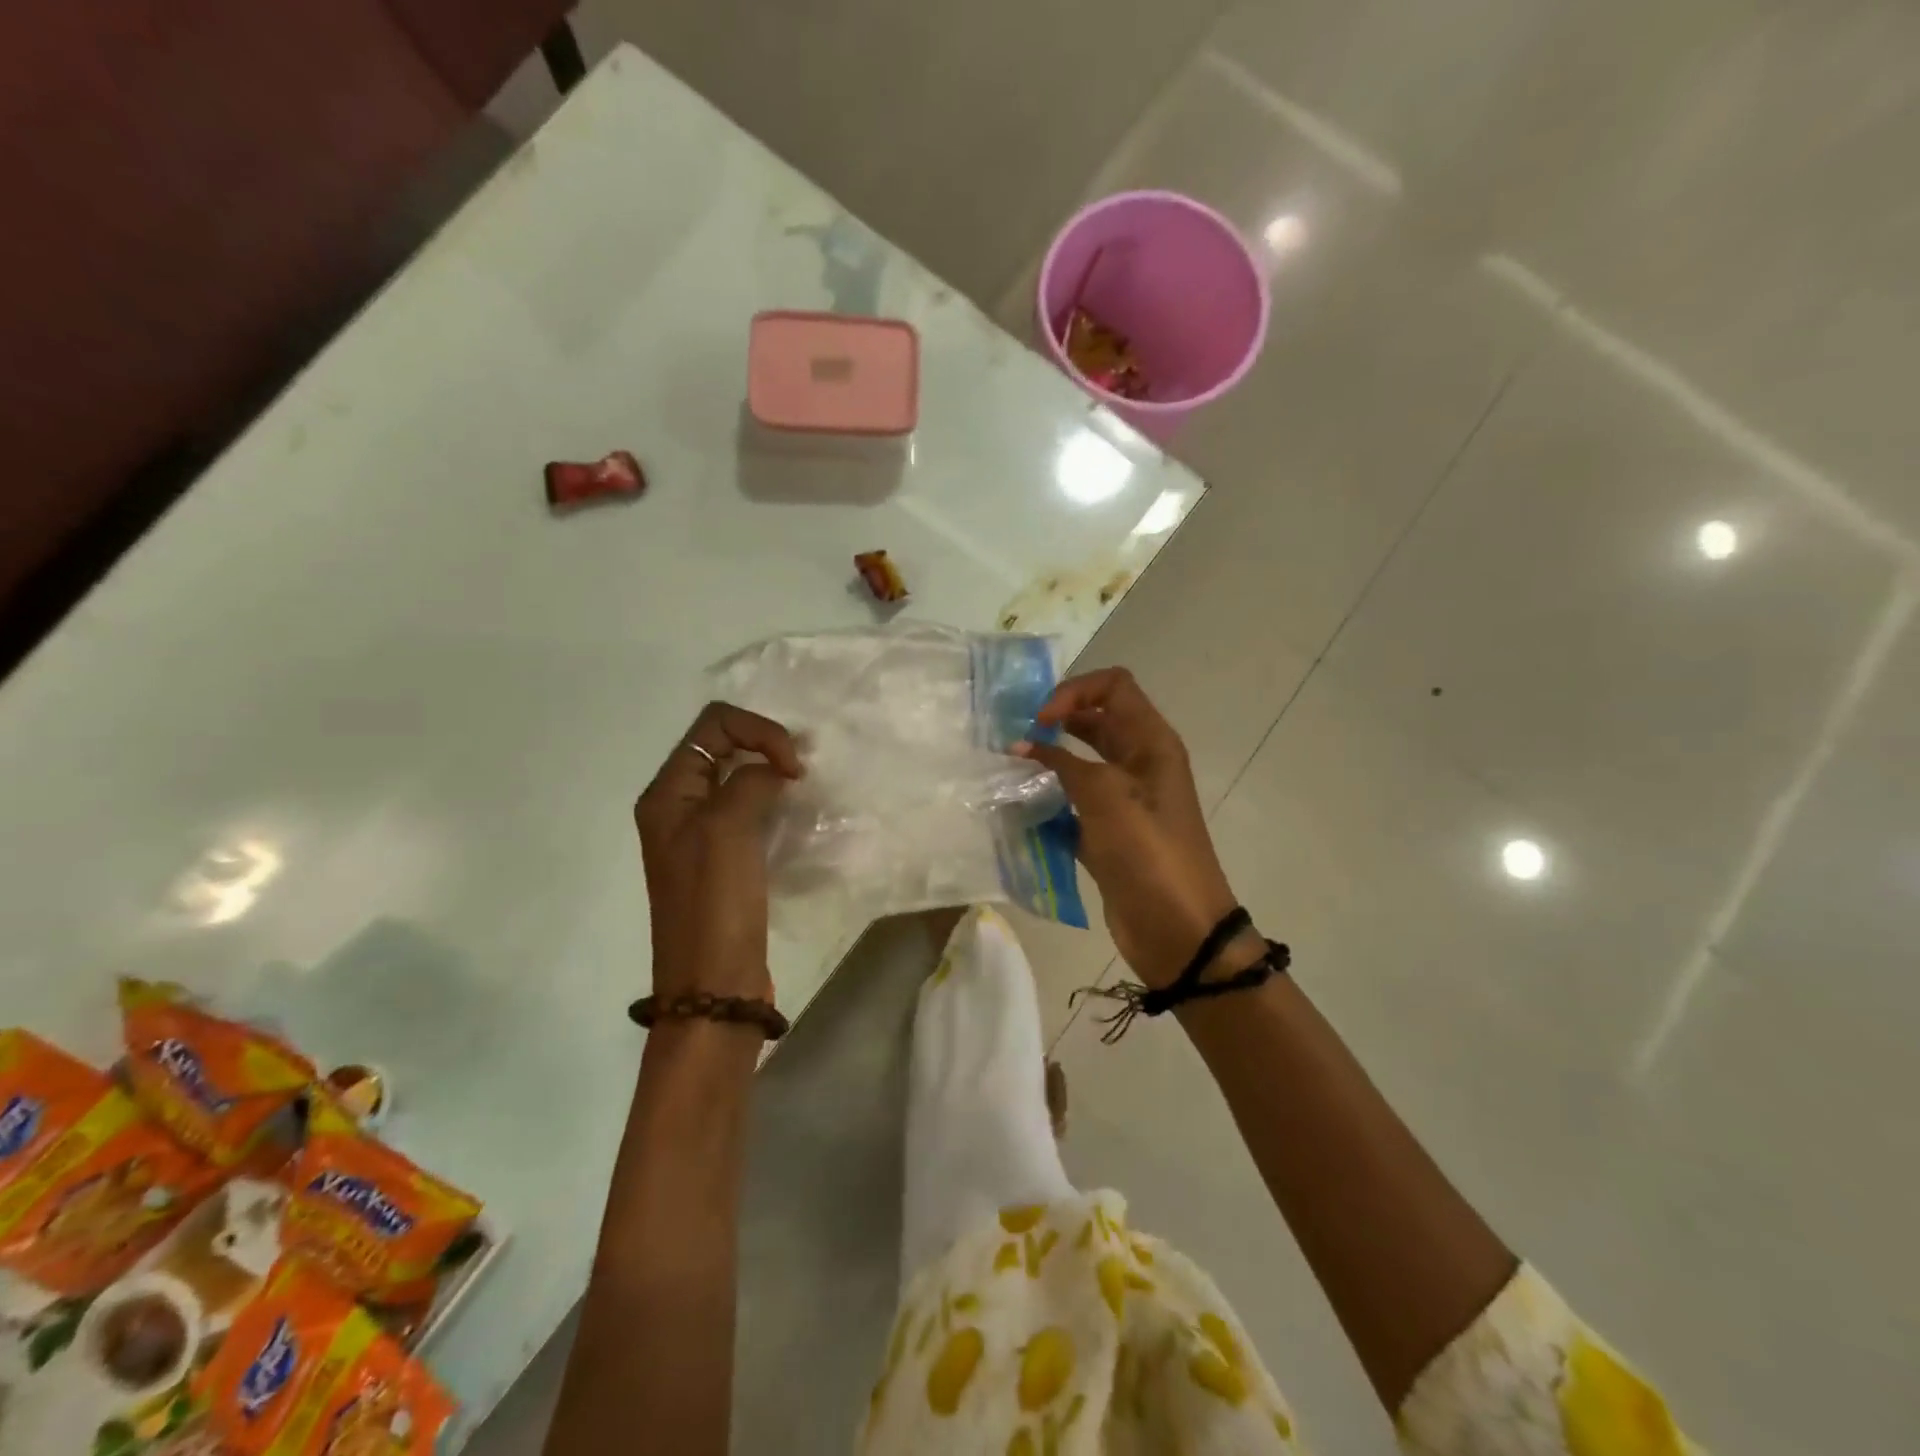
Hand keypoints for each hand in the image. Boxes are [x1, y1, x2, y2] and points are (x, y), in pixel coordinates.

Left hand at [635, 702, 803, 1004]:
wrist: (713, 985)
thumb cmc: (714, 904)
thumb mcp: (727, 829)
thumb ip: (751, 781)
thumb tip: (775, 772)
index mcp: (668, 793)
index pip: (714, 725)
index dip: (759, 732)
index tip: (794, 767)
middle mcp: (680, 806)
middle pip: (725, 747)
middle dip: (767, 747)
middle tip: (803, 773)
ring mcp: (703, 834)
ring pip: (740, 780)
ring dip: (773, 775)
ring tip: (805, 789)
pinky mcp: (726, 859)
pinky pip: (750, 812)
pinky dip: (775, 804)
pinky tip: (798, 817)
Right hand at [1015, 668, 1254, 987]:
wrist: (1178, 931)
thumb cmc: (1149, 852)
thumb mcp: (1107, 796)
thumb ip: (1063, 764)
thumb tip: (1022, 745)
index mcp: (1151, 743)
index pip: (1114, 687)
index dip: (1076, 692)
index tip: (1040, 720)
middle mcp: (1139, 764)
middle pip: (1095, 722)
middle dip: (1056, 722)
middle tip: (1015, 737)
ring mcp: (1123, 801)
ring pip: (1080, 764)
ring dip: (1048, 762)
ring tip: (1009, 770)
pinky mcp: (1107, 834)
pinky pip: (1072, 804)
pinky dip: (1048, 801)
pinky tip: (1019, 809)